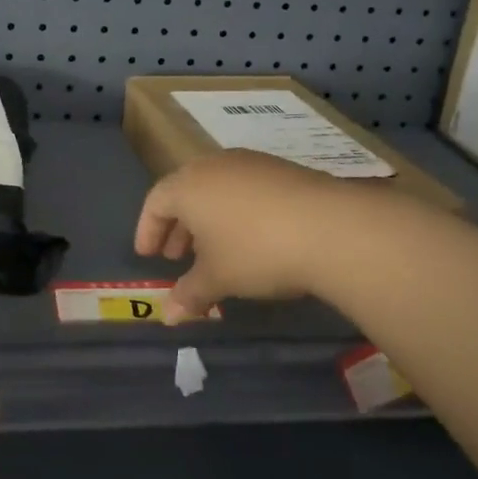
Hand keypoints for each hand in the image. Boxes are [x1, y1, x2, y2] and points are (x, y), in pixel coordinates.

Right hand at [135, 149, 352, 321]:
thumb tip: (169, 315)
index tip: (148, 255)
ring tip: (215, 250)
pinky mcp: (282, 169)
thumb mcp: (218, 278)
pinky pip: (245, 188)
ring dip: (208, 219)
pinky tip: (252, 238)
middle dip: (178, 226)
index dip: (147, 230)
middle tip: (178, 257)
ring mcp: (250, 163)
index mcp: (188, 186)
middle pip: (185, 191)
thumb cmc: (256, 251)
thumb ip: (189, 293)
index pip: (155, 202)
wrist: (329, 227)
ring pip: (217, 189)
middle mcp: (214, 165)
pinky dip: (237, 211)